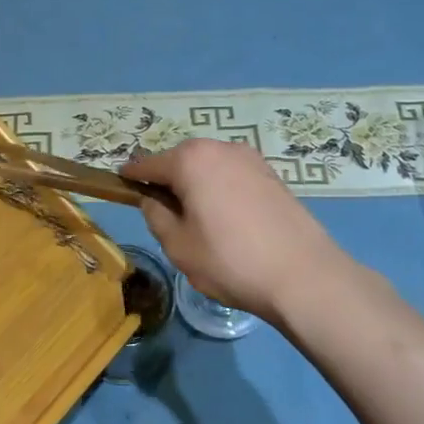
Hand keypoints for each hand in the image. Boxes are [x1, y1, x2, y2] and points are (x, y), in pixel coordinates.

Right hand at [122, 140, 352, 326]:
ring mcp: (249, 158)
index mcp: (190, 160)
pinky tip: (226, 218)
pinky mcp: (271, 174)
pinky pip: (231, 174)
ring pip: (208, 166)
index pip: (147, 163)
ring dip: (196, 184)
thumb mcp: (178, 245)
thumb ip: (156, 215)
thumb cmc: (230, 260)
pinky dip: (220, 188)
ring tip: (196, 219)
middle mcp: (219, 148)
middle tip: (163, 213)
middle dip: (167, 180)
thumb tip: (152, 199)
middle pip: (179, 160)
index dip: (131, 177)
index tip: (120, 186)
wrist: (304, 275)